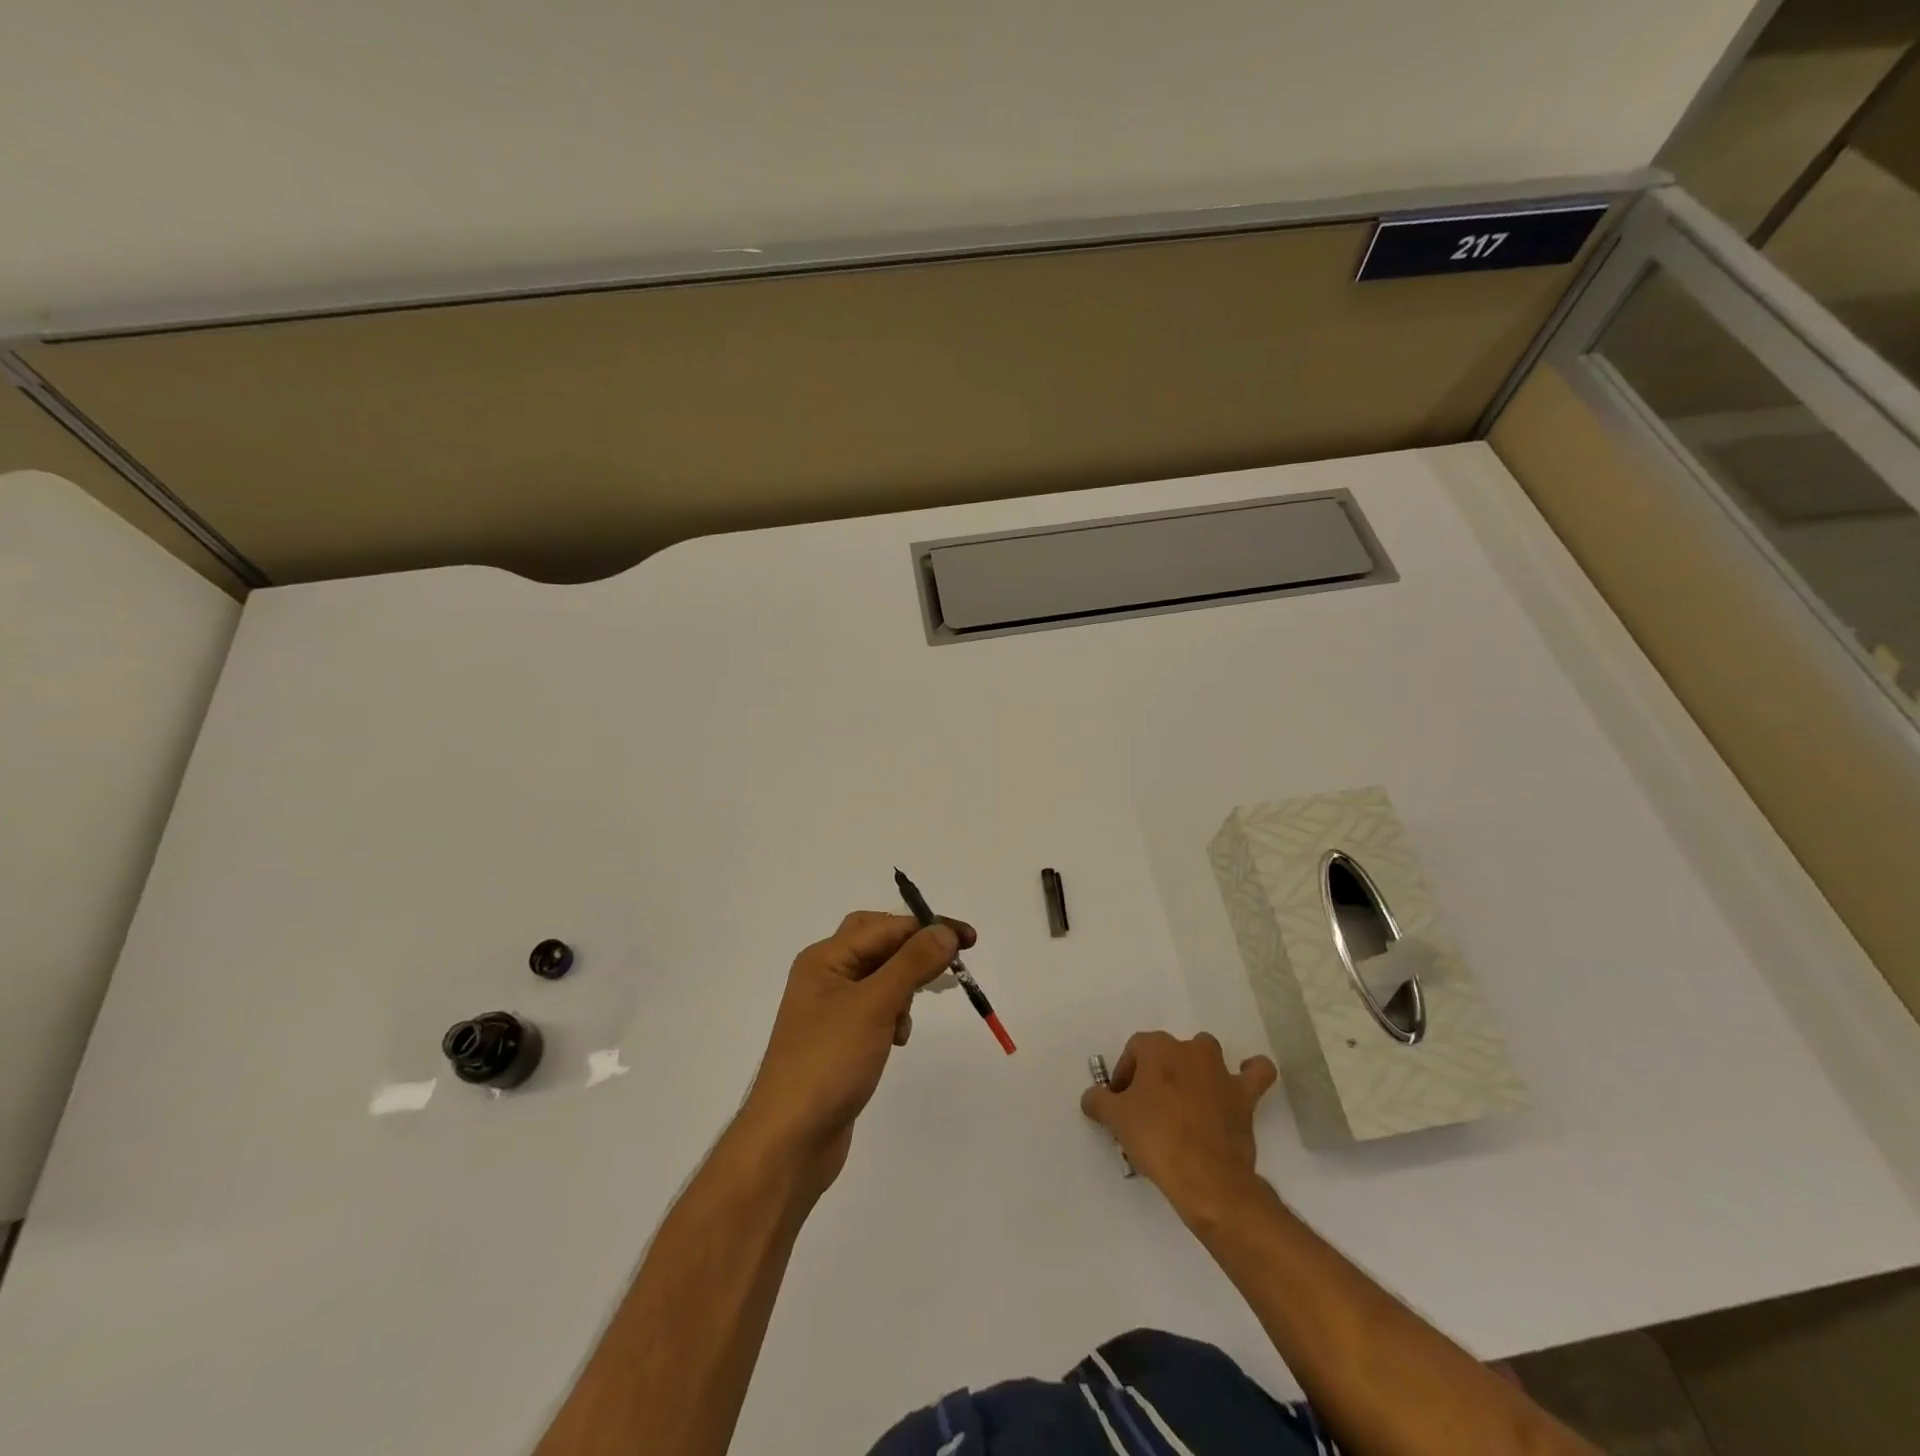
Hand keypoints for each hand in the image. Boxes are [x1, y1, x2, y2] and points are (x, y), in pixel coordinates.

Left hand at [737, 910, 974, 1195]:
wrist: (789, 1142)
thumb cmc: (828, 1062)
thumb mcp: (874, 1005)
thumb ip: (911, 963)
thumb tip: (945, 931)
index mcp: (824, 959)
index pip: (884, 926)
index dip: (927, 927)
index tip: (969, 941)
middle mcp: (824, 977)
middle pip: (878, 945)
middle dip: (914, 951)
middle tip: (950, 964)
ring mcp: (830, 1011)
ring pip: (880, 978)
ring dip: (904, 987)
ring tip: (909, 1016)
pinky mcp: (839, 1041)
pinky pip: (875, 1010)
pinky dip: (893, 1015)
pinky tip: (898, 1039)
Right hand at [1081, 1031, 1277, 1221]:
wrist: (1205, 1178)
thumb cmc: (1156, 1139)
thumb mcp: (1115, 1119)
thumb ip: (1098, 1100)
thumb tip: (1092, 1097)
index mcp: (1158, 1048)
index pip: (1134, 1050)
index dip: (1125, 1074)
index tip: (1121, 1104)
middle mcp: (1190, 1050)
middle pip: (1168, 1051)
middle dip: (1157, 1073)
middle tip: (1148, 1107)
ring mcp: (1221, 1071)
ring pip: (1207, 1054)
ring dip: (1197, 1068)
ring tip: (1187, 1097)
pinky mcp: (1245, 1096)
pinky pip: (1256, 1073)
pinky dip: (1251, 1072)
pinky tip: (1242, 1081)